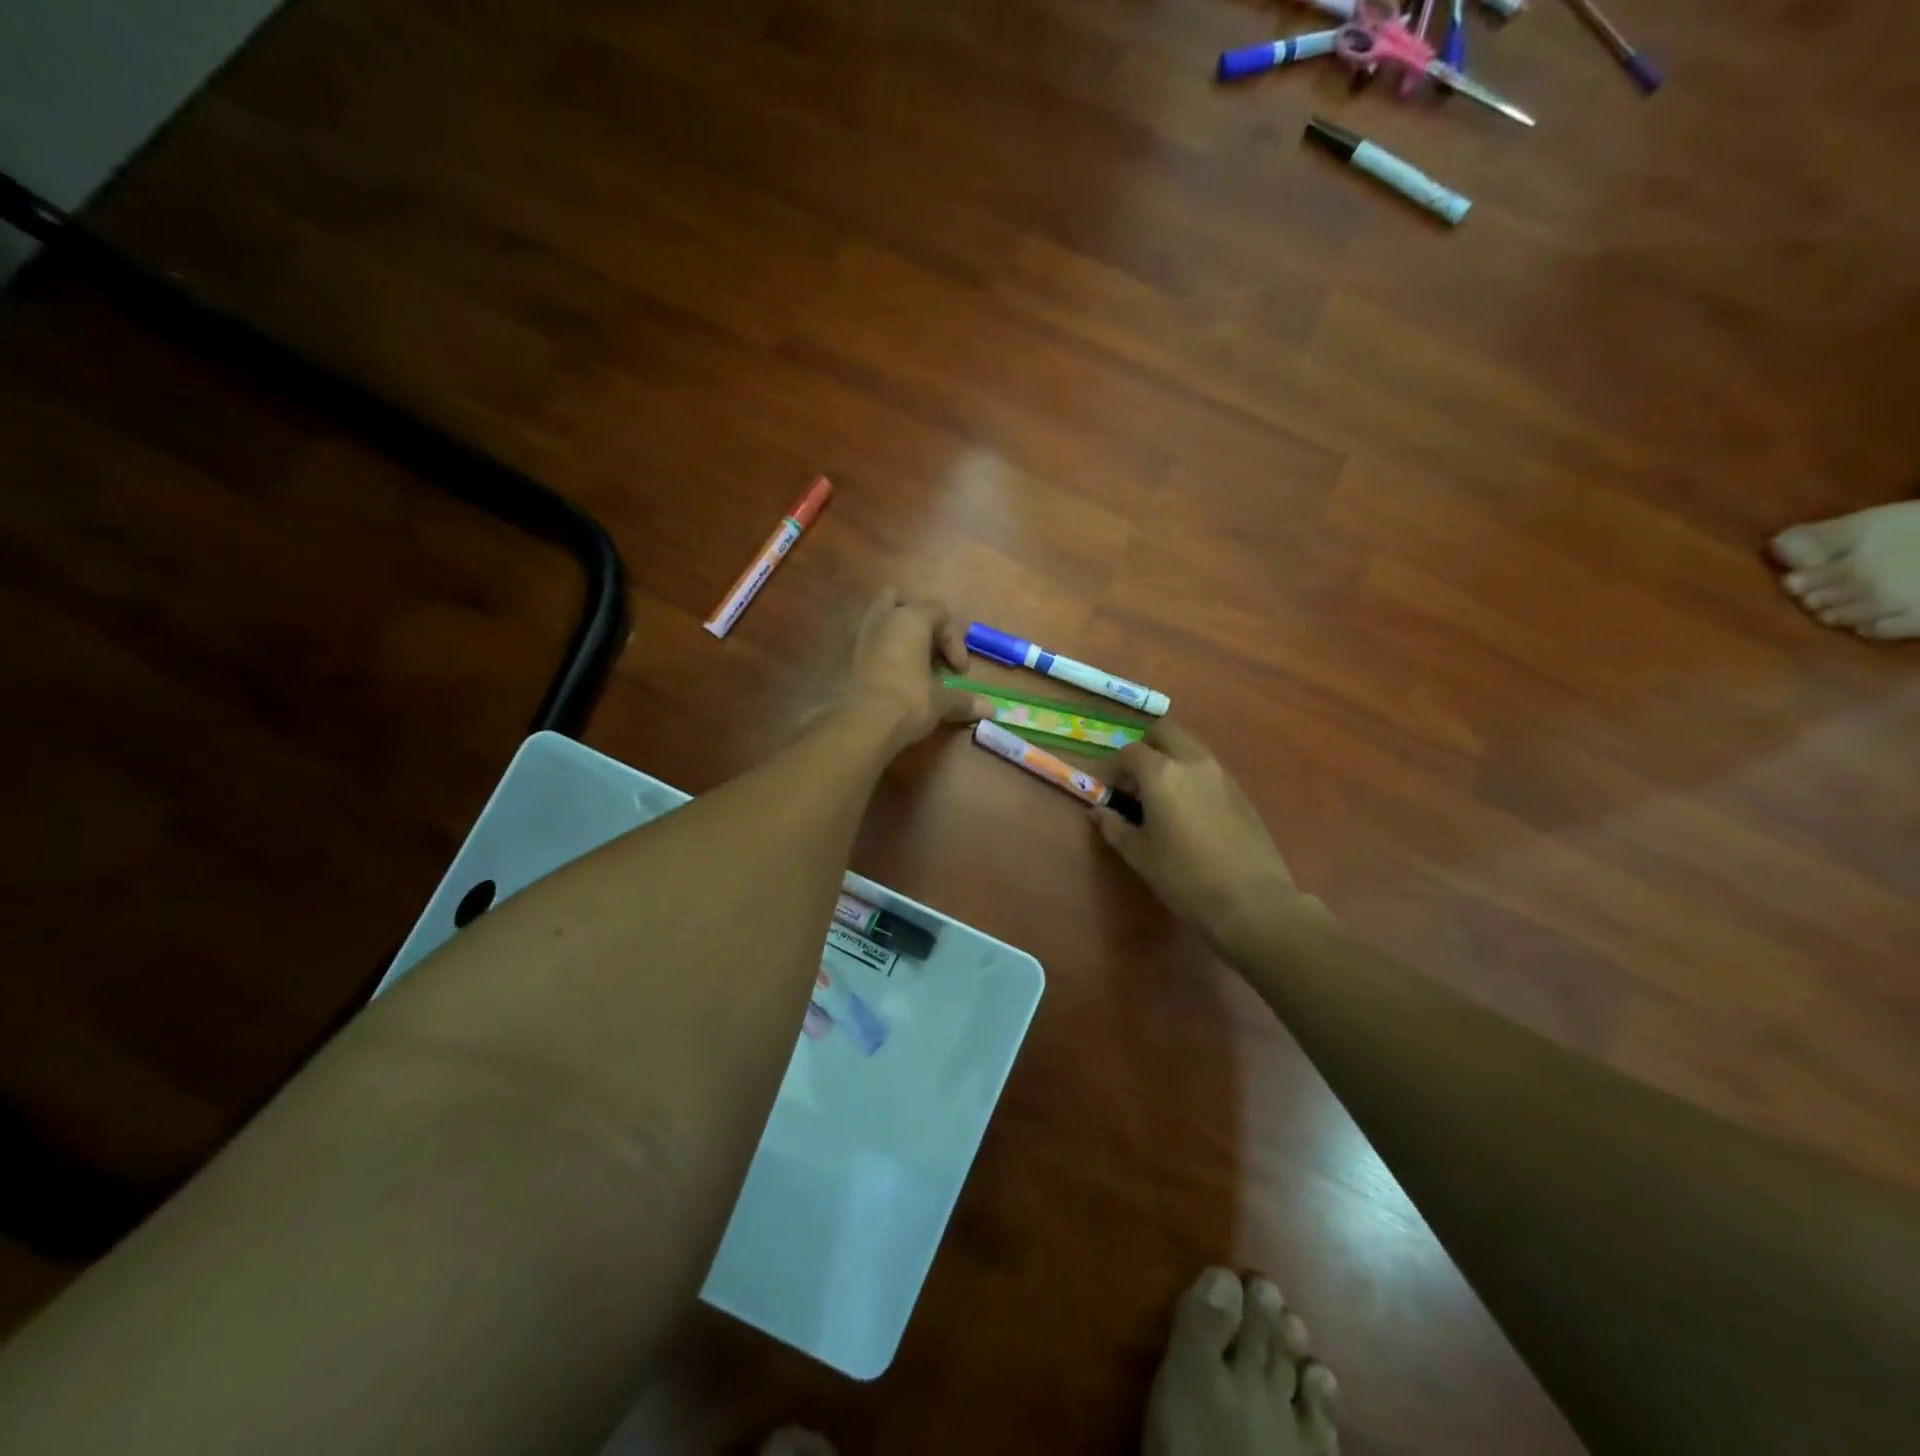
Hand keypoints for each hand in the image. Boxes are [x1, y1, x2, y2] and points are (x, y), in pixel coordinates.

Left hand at [838, 589, 992, 752]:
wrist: (858, 725)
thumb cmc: (907, 701)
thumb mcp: (940, 701)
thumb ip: (964, 700)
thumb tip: (990, 709)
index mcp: (910, 619)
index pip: (939, 612)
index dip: (954, 640)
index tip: (958, 671)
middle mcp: (882, 617)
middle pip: (902, 602)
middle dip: (918, 621)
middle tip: (929, 650)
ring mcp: (857, 634)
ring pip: (878, 618)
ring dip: (895, 634)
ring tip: (908, 662)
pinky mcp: (842, 655)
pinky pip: (864, 642)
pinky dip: (878, 652)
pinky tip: (887, 676)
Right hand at [1090, 721, 1317, 947]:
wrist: (1252, 901)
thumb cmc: (1185, 877)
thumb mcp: (1140, 855)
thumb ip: (1114, 827)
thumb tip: (1099, 812)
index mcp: (1162, 774)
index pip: (1130, 752)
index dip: (1114, 768)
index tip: (1110, 792)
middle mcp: (1193, 762)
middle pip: (1165, 732)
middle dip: (1145, 748)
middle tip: (1136, 782)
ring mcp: (1222, 774)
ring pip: (1190, 747)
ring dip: (1170, 760)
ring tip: (1161, 798)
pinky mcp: (1241, 791)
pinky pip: (1208, 768)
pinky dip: (1191, 775)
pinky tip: (1189, 812)